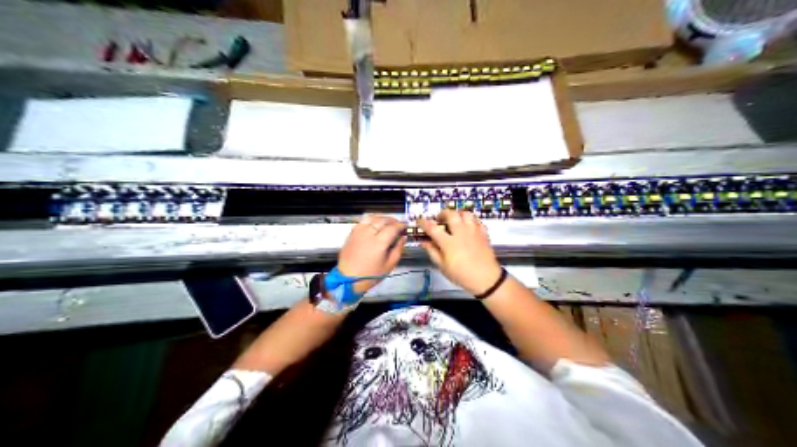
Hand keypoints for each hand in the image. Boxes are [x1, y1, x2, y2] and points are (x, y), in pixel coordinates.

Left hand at [338, 214, 406, 294]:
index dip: (401, 225)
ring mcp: (359, 232)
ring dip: (382, 218)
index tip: (405, 226)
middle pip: (383, 220)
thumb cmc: (371, 275)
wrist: (348, 279)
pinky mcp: (352, 233)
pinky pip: (362, 221)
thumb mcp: (389, 265)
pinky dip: (371, 220)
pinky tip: (374, 224)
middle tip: (398, 224)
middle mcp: (368, 234)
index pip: (393, 227)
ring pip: (372, 217)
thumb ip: (398, 249)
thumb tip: (403, 238)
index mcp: (379, 242)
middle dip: (392, 220)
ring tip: (387, 223)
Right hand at [419, 210, 499, 296]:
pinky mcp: (483, 233)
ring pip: (465, 213)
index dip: (423, 222)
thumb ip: (433, 252)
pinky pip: (476, 220)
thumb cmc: (462, 275)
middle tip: (439, 220)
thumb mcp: (443, 267)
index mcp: (449, 242)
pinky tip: (467, 227)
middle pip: (451, 214)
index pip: (432, 227)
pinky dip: (470, 221)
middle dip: (442, 214)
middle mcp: (461, 233)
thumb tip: (424, 242)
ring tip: (454, 221)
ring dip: (457, 214)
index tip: (419, 221)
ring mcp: (473, 231)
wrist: (486, 279)